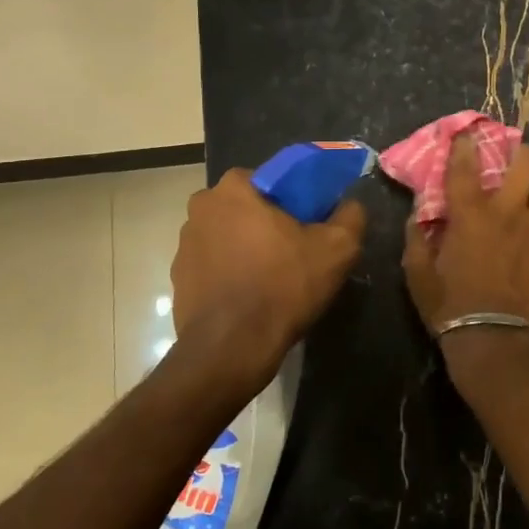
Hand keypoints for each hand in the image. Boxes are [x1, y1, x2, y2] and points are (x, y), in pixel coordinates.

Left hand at [170, 169, 365, 394]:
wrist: (232, 348)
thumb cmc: (283, 286)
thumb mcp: (337, 249)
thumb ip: (350, 216)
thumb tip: (351, 205)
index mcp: (234, 188)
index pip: (272, 180)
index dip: (295, 200)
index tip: (311, 224)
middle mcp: (201, 208)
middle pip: (247, 208)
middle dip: (268, 224)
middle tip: (296, 252)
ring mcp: (184, 244)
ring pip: (228, 236)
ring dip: (247, 249)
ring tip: (273, 279)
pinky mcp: (178, 278)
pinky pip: (213, 266)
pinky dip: (230, 275)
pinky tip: (251, 297)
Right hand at [402, 137, 528, 333]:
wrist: (497, 341)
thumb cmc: (451, 307)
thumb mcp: (418, 274)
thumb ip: (417, 239)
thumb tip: (417, 216)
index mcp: (470, 214)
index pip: (465, 165)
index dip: (465, 144)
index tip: (466, 135)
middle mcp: (508, 211)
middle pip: (527, 161)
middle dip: (520, 154)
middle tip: (513, 163)